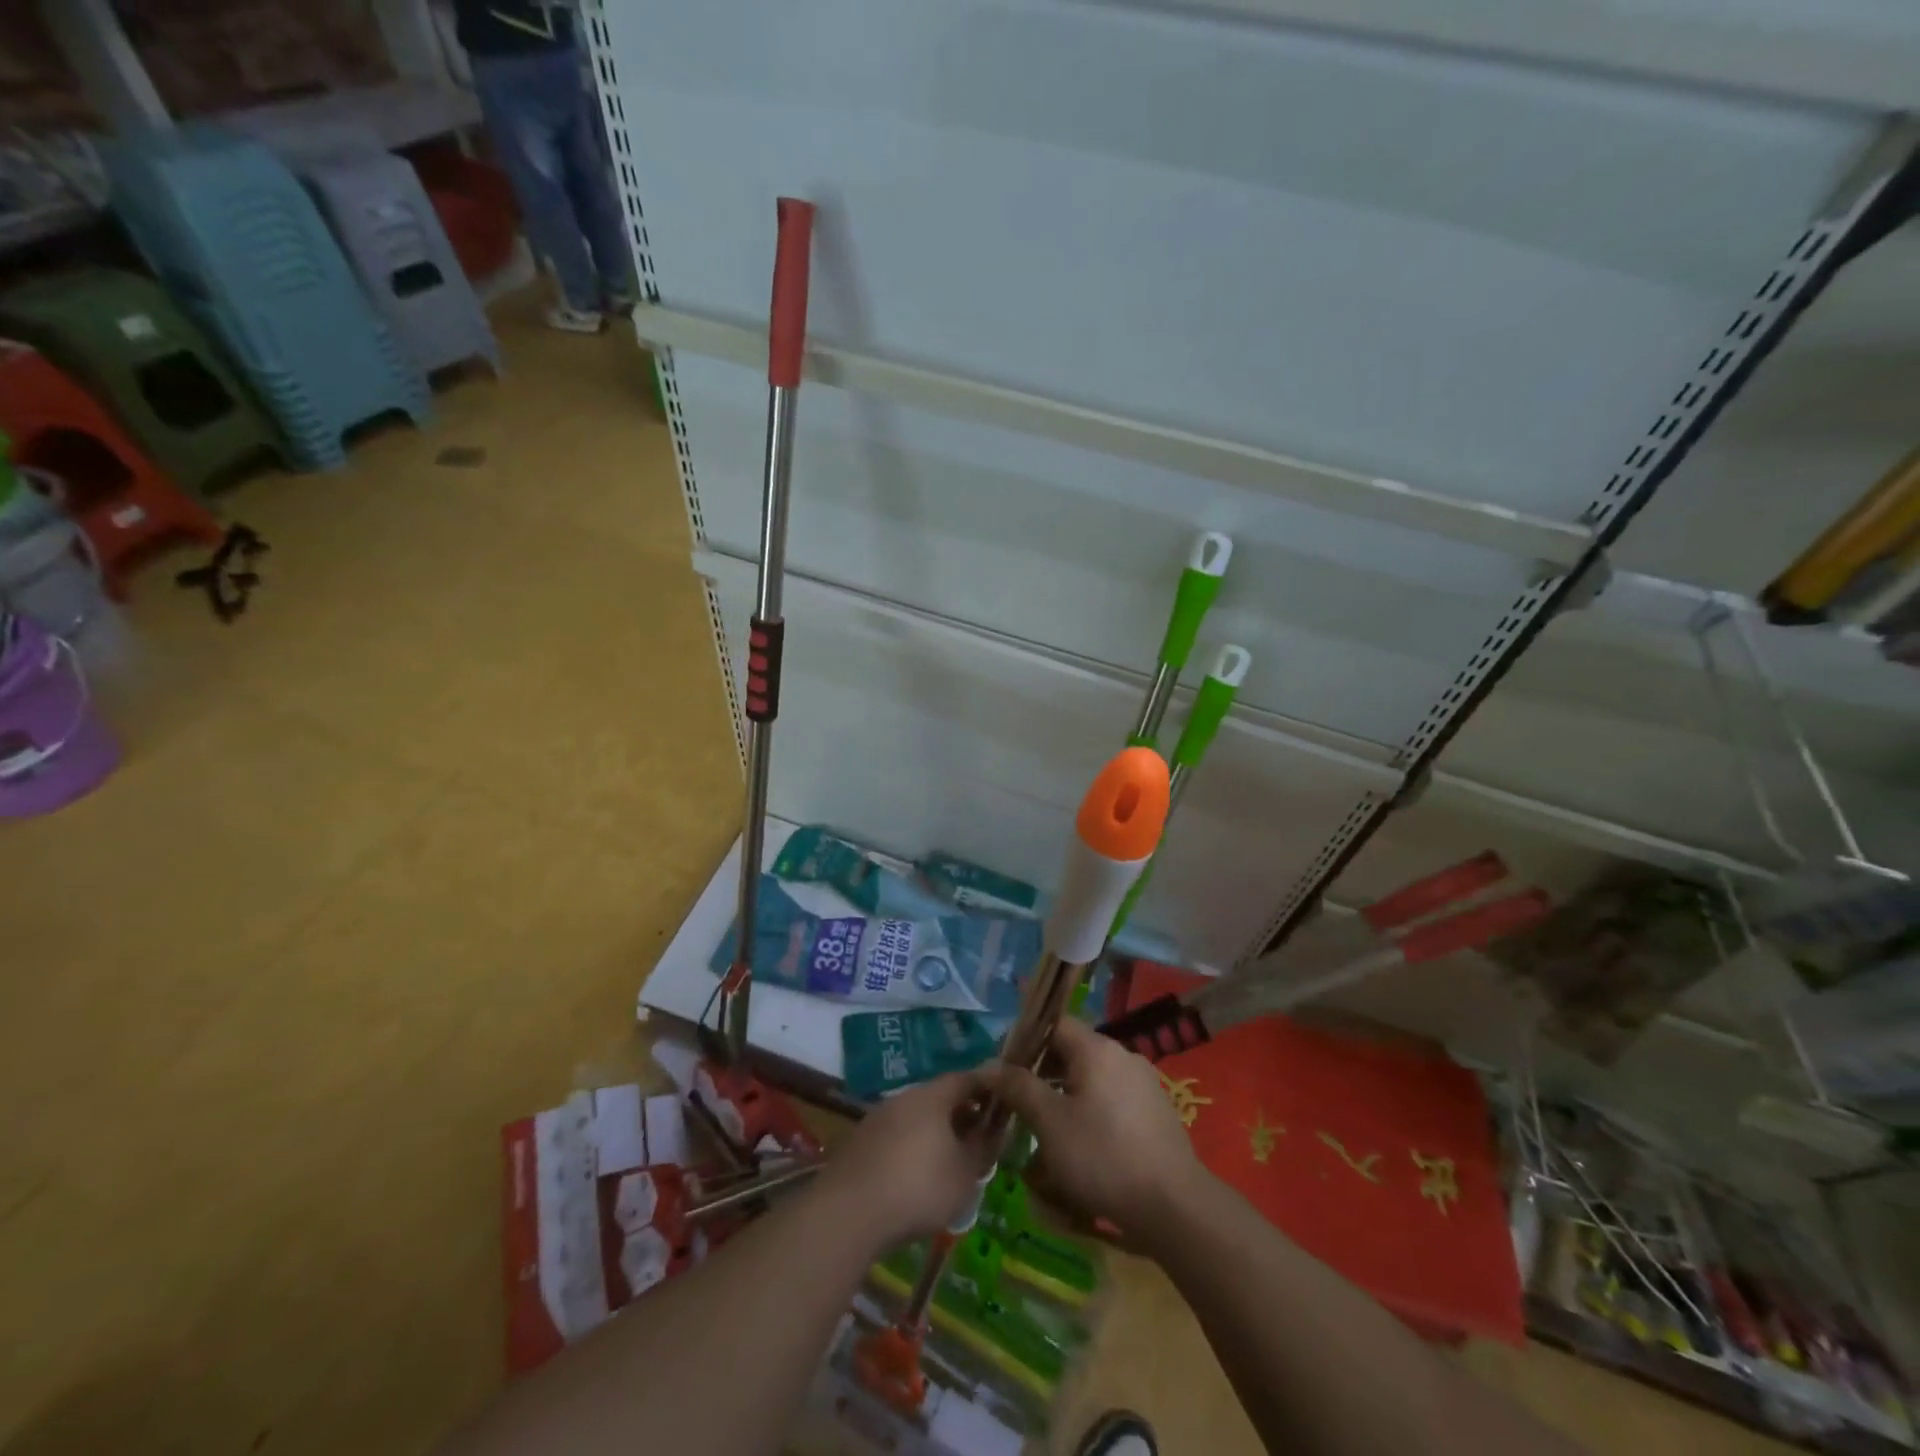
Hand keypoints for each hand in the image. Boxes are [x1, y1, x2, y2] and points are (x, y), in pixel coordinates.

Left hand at [815, 1070, 998, 1251]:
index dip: (986, 1088)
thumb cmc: (919, 1187)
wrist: (849, 1213)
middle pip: (939, 1098)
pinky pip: (895, 1138)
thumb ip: (984, 1148)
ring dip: (934, 1133)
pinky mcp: (859, 1143)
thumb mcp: (965, 1173)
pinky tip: (915, 1178)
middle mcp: (903, 1097)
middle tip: (978, 1138)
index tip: (1002, 1102)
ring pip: (915, 1118)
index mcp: (932, 1096)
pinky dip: (911, 1149)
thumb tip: (993, 1131)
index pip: (966, 1079)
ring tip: (949, 1162)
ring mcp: (877, 1118)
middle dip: (961, 1114)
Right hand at [981, 1018, 1201, 1247]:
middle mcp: (1123, 1056)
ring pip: (1091, 1079)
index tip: (1004, 1069)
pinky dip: (1090, 1113)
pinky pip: (1111, 1100)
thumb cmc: (1103, 1156)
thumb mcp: (1050, 1122)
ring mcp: (1143, 1083)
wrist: (1174, 1206)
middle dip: (1042, 1075)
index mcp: (1097, 1049)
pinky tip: (1081, 1148)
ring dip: (1064, 1097)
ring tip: (1045, 1133)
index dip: (1025, 1040)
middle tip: (1019, 1105)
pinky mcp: (1155, 1112)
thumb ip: (1018, 1087)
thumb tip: (989, 1066)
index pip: (1054, 1024)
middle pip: (1072, 1051)